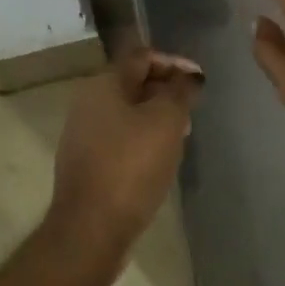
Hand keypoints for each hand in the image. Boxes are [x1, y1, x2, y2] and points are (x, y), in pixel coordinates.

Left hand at [49, 47, 203, 246]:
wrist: (91, 228)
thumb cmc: (132, 166)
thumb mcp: (166, 121)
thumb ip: (180, 91)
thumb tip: (190, 76)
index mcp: (103, 85)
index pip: (142, 57)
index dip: (174, 62)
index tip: (200, 81)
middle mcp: (87, 103)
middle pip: (134, 83)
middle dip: (167, 90)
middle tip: (193, 109)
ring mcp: (84, 134)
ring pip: (128, 112)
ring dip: (157, 116)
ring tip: (182, 134)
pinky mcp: (87, 162)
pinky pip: (120, 137)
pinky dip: (143, 138)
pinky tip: (160, 158)